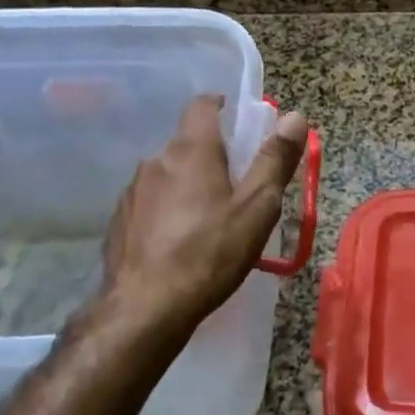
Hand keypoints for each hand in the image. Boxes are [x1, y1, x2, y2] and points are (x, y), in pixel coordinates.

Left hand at [92, 95, 308, 346]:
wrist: (145, 309)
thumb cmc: (210, 253)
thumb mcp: (256, 208)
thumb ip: (275, 160)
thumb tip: (295, 117)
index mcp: (192, 150)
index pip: (202, 105)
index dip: (221, 107)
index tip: (238, 122)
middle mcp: (156, 160)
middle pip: (187, 143)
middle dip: (211, 155)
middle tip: (236, 184)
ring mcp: (132, 191)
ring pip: (167, 174)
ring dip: (187, 184)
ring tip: (207, 219)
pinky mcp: (119, 221)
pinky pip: (149, 202)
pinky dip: (166, 210)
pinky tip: (178, 242)